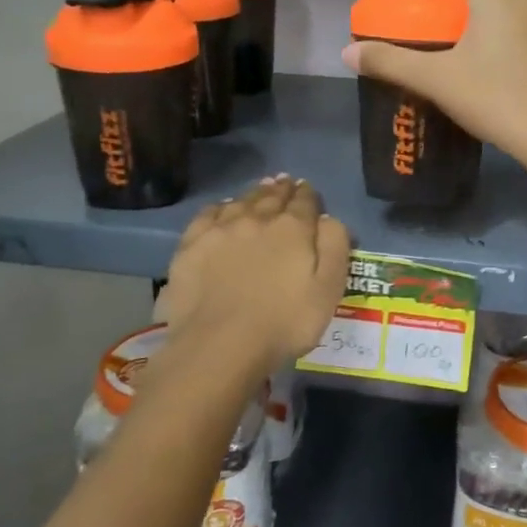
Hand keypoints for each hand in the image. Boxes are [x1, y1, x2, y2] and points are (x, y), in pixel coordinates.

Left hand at [155, 176, 350, 373]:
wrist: (220, 344)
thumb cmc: (284, 323)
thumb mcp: (328, 289)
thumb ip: (334, 247)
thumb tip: (328, 219)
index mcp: (293, 228)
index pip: (304, 202)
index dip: (308, 195)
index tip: (307, 190)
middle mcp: (257, 218)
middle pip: (272, 197)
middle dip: (281, 189)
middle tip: (285, 182)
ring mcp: (221, 229)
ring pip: (241, 201)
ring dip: (254, 193)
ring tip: (260, 190)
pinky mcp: (192, 244)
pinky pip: (209, 214)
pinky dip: (221, 207)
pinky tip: (223, 209)